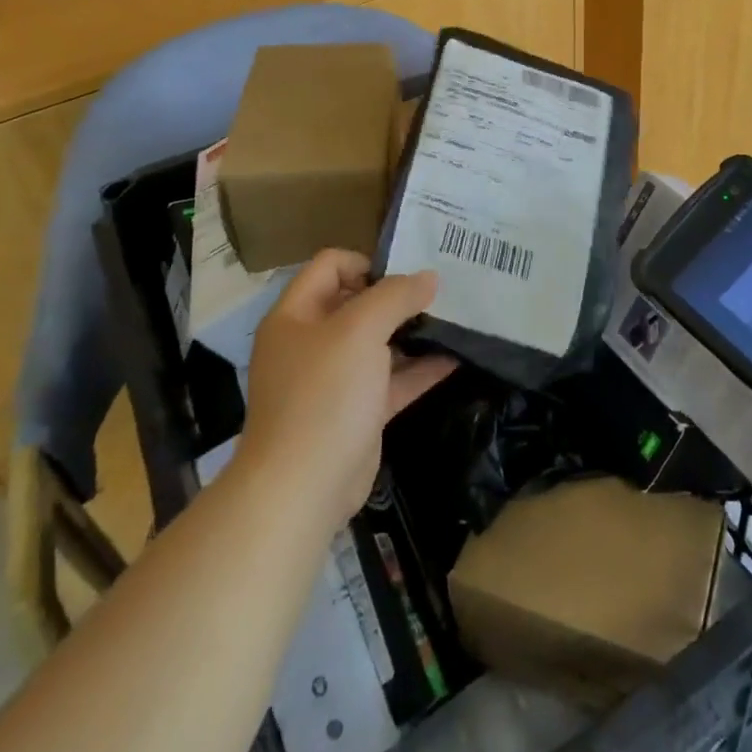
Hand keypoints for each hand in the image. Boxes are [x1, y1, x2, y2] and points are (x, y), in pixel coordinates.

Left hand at [237, 251, 455, 536]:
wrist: (302, 489)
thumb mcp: (360, 330)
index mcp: (296, 315)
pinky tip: (455, 358)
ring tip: (453, 320)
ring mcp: (333, 380)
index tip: (408, 274)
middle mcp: (311, 342)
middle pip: (357, 303)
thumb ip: (395, 296)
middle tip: (440, 292)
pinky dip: (419, 369)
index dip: (368, 262)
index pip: (331, 265)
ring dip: (412, 332)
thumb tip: (429, 277)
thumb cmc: (324, 394)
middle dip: (397, 296)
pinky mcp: (356, 412)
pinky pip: (390, 380)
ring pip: (377, 343)